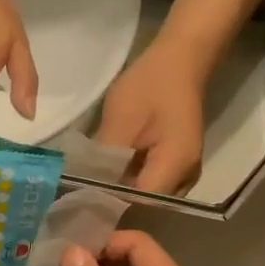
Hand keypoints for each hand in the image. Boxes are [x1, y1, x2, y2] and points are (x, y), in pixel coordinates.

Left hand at [94, 44, 206, 193]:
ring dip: (120, 192)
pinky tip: (107, 174)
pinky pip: (150, 182)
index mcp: (175, 167)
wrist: (181, 59)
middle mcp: (185, 178)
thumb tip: (84, 188)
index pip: (138, 203)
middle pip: (144, 204)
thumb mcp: (120, 121)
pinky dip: (129, 180)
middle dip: (113, 202)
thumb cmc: (151, 85)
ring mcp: (184, 172)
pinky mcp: (176, 164)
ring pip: (146, 194)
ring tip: (89, 188)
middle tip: (79, 199)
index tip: (80, 205)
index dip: (109, 207)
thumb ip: (104, 160)